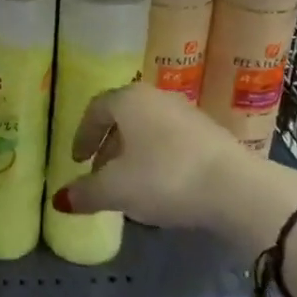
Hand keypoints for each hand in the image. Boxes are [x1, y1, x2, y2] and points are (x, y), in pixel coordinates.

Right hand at [51, 83, 296, 230]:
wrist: (236, 188)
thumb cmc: (165, 178)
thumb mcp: (117, 190)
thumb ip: (86, 192)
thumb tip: (59, 199)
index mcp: (128, 100)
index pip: (96, 109)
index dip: (82, 136)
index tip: (77, 162)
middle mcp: (156, 97)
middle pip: (123, 118)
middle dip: (108, 147)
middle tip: (100, 175)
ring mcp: (187, 113)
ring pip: (149, 130)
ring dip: (134, 155)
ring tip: (130, 186)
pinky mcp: (210, 133)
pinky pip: (172, 141)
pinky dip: (159, 159)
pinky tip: (162, 187)